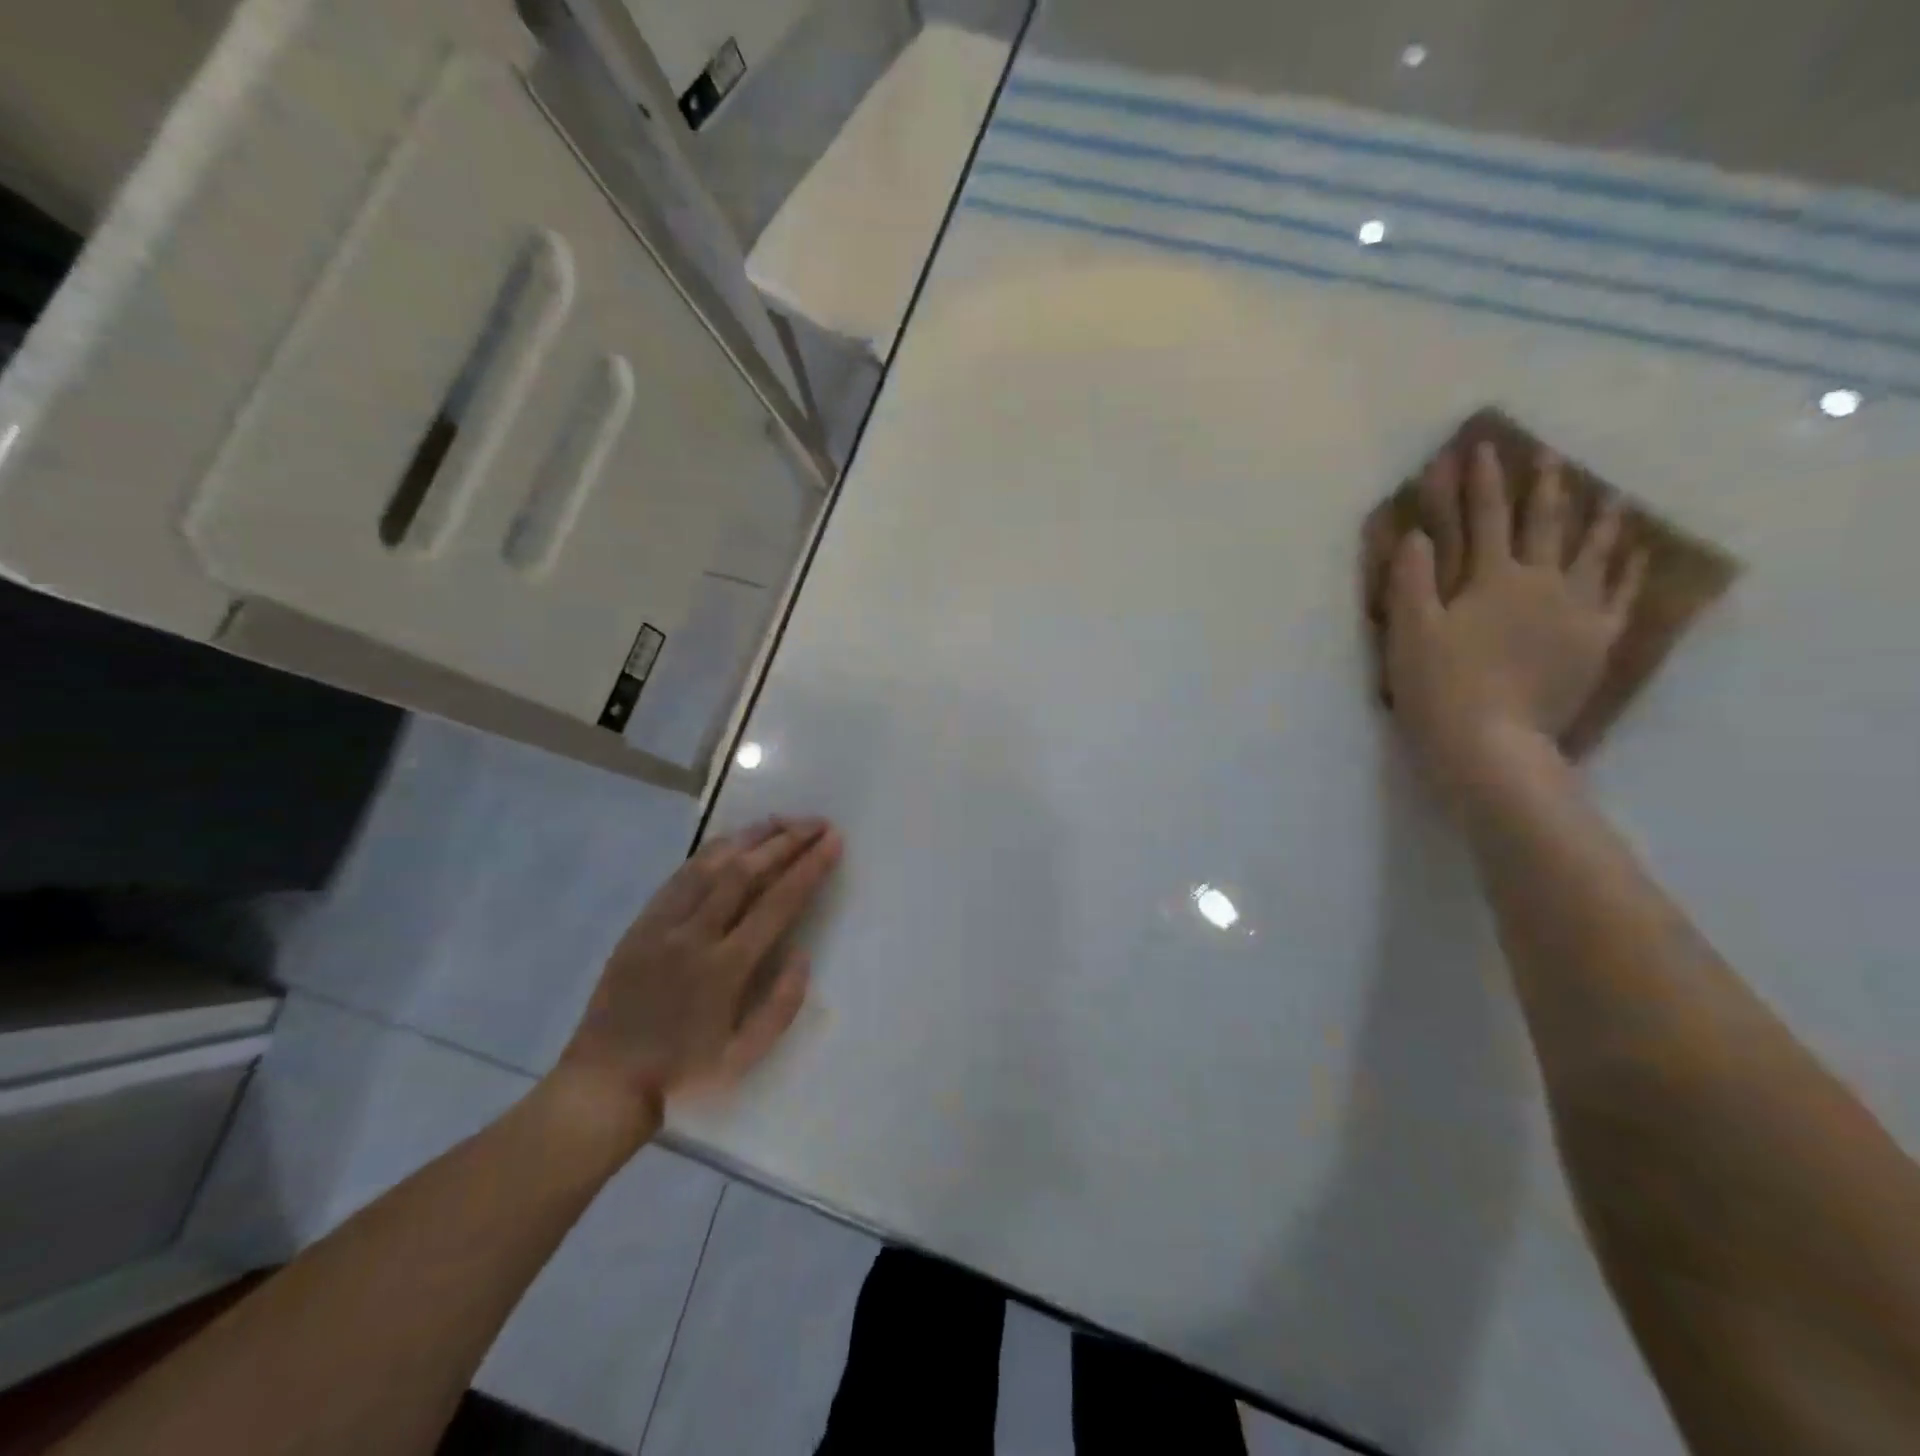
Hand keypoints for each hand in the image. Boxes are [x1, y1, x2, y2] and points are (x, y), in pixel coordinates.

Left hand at [552, 817, 842, 1131]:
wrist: (605, 1082)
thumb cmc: (684, 1074)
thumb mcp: (744, 1057)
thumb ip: (781, 1005)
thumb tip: (803, 954)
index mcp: (724, 969)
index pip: (777, 903)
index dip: (809, 867)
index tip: (833, 841)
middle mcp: (694, 936)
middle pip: (745, 872)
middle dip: (786, 841)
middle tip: (817, 822)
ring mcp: (662, 925)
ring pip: (711, 864)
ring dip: (750, 837)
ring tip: (782, 821)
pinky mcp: (641, 924)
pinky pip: (680, 876)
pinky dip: (711, 852)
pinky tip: (731, 841)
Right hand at [1383, 440, 1645, 804]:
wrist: (1491, 744)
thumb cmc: (1439, 686)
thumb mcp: (1409, 631)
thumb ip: (1412, 579)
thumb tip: (1418, 534)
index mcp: (1492, 578)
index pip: (1486, 517)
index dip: (1481, 482)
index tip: (1482, 448)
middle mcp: (1542, 583)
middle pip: (1545, 525)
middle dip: (1544, 488)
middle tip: (1550, 457)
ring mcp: (1578, 611)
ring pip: (1594, 553)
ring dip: (1599, 520)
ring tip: (1610, 496)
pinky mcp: (1597, 642)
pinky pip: (1621, 595)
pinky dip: (1630, 569)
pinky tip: (1636, 555)